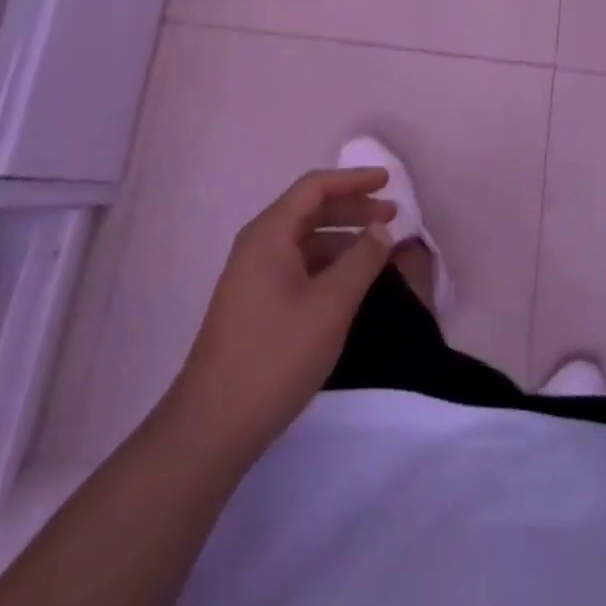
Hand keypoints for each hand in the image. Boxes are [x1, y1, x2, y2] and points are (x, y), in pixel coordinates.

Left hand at [166, 168, 395, 460]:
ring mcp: (252, 276)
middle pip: (310, 210)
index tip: (388, 182)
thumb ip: (361, 260)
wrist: (213, 425)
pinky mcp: (254, 304)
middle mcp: (257, 245)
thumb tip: (381, 229)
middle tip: (392, 216)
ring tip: (378, 249)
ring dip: (342, 238)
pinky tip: (349, 282)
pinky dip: (328, 264)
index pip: (315, 187)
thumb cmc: (276, 355)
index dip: (354, 180)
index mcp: (270, 233)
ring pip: (304, 240)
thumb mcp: (330, 305)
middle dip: (352, 209)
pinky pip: (297, 266)